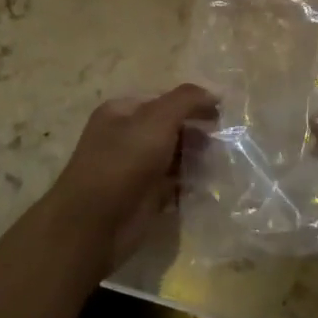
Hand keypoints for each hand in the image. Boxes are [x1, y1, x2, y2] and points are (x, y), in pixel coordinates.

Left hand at [39, 83, 216, 276]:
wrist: (93, 224)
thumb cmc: (123, 162)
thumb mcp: (156, 119)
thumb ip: (187, 100)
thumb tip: (215, 93)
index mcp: (122, 112)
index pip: (165, 99)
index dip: (193, 103)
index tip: (221, 114)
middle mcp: (127, 136)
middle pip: (171, 127)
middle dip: (198, 132)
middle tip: (223, 141)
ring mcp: (135, 168)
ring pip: (174, 156)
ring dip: (197, 158)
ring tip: (221, 162)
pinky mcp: (144, 196)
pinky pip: (173, 183)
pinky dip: (190, 183)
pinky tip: (208, 184)